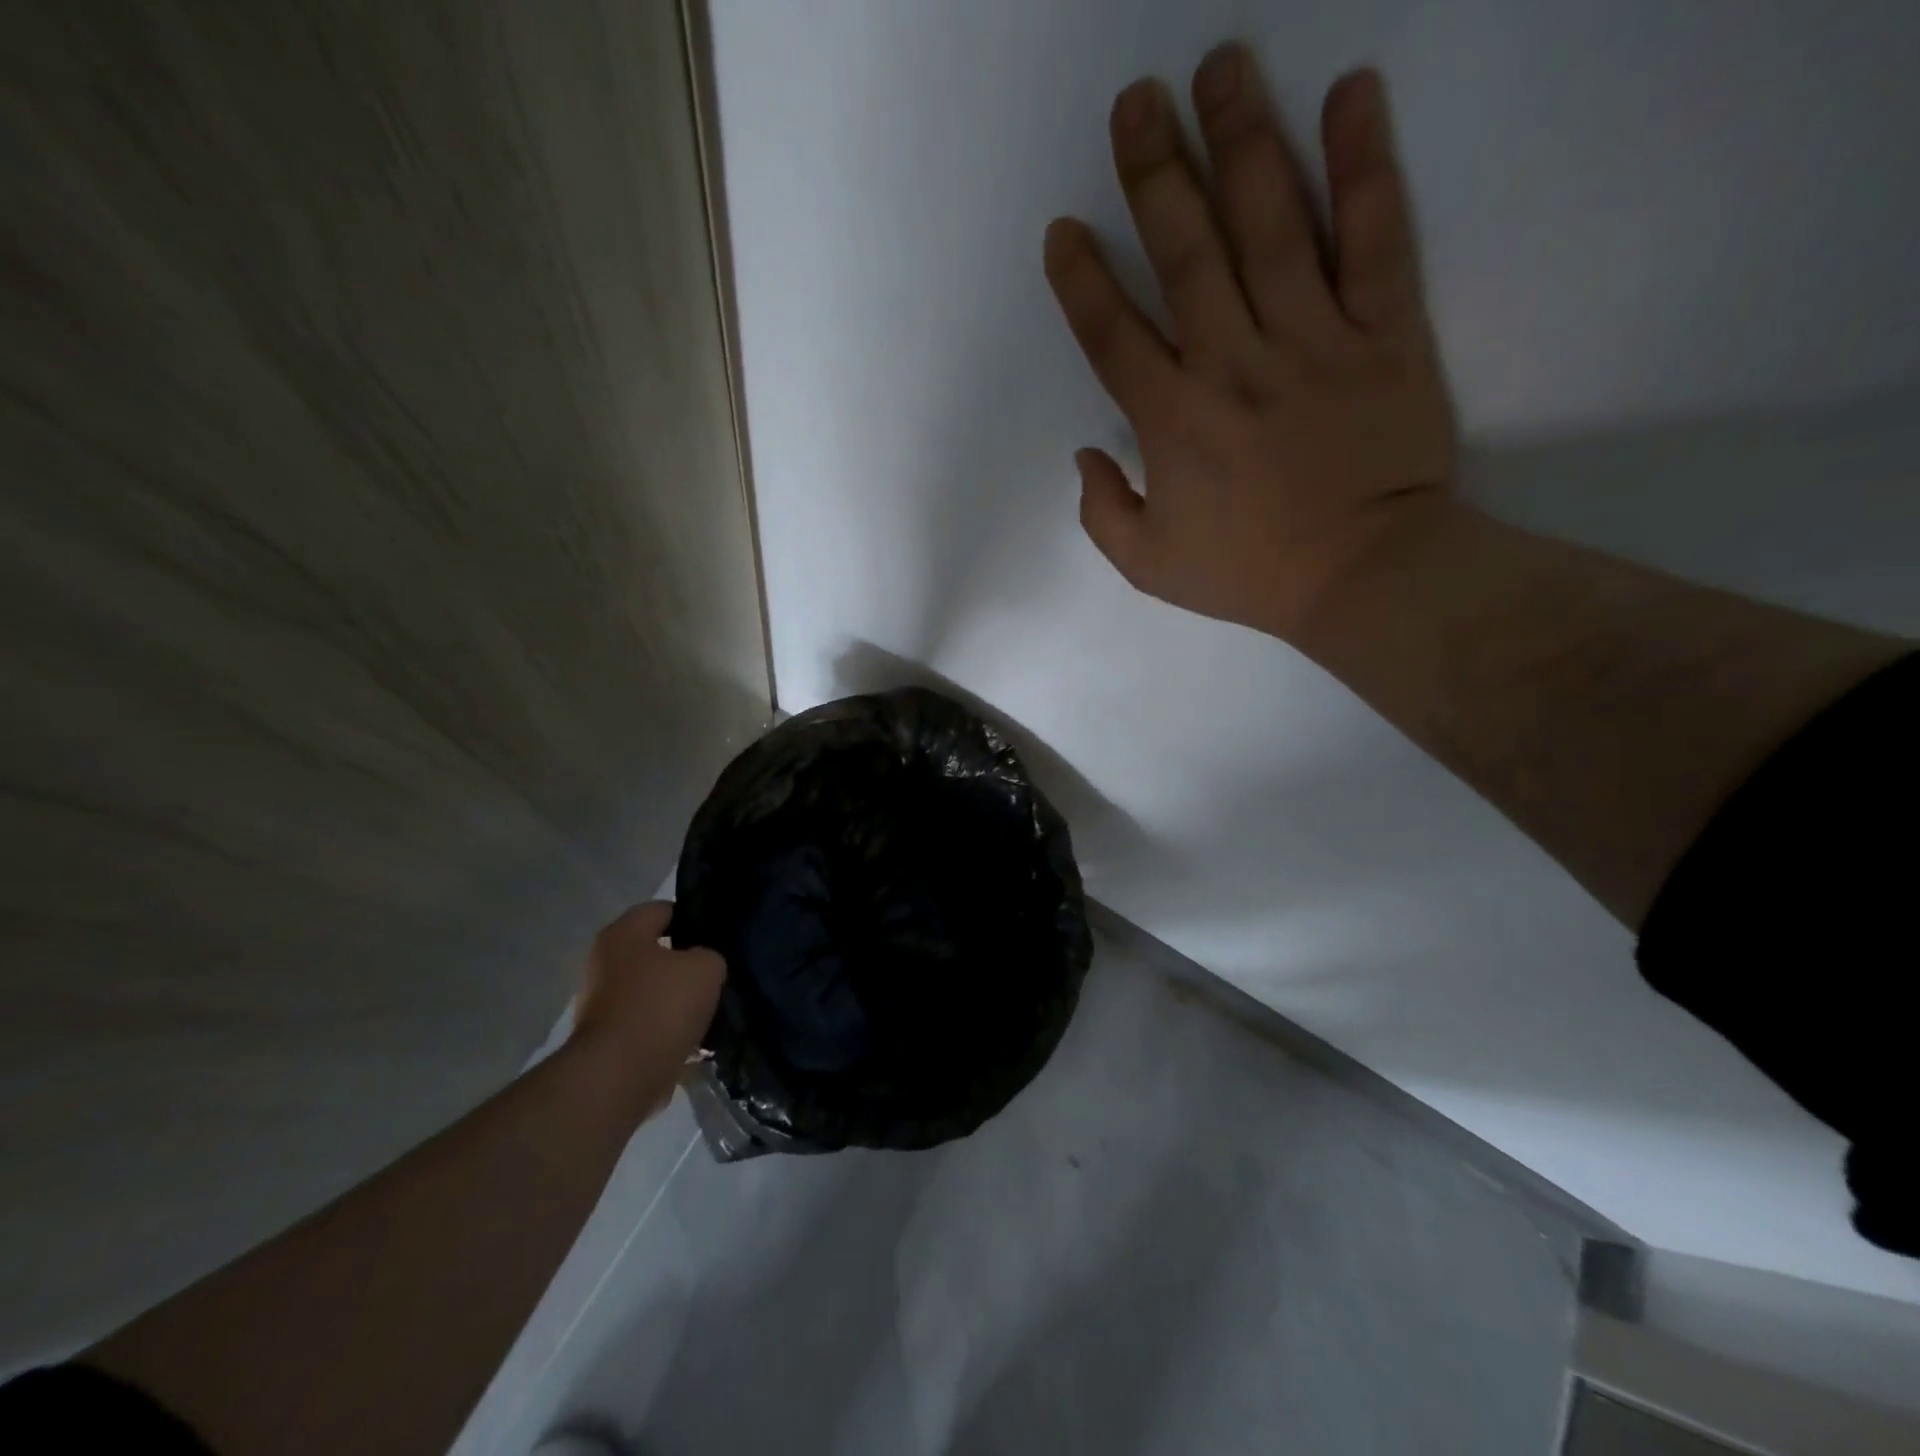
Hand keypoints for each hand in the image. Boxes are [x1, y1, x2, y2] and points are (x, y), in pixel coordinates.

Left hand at [571, 901, 723, 1116]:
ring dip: (676, 998)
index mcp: (624, 933)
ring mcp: (600, 1002)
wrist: (620, 1076)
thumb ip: (710, 956)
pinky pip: (645, 1022)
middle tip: (716, 971)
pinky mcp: (605, 1038)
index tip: (718, 935)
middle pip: (655, 951)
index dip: (694, 918)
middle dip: (685, 962)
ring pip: (651, 988)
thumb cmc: (661, 1006)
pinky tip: (694, 1036)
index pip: (664, 909)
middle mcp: (604, 961)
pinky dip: (666, 1027)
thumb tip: (701, 966)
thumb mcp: (706, 968)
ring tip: (709, 1007)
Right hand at [1044, 47, 1457, 643]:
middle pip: (1185, 254)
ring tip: (1220, 66)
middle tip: (1135, 101)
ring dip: (1242, 140)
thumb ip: (1102, 513)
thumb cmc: (1250, 573)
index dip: (1081, 280)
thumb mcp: (1148, 566)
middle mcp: (1232, 363)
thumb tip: (1085, 454)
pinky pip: (1374, 238)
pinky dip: (1365, 165)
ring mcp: (1311, 340)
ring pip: (1271, 225)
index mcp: (1172, 421)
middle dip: (1153, 174)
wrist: (1365, 575)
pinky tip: (1351, 93)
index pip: (1113, 334)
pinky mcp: (1383, 332)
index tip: (1064, 229)